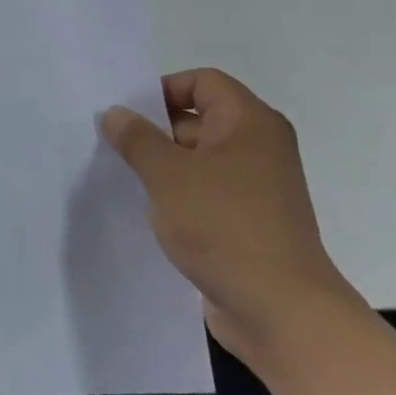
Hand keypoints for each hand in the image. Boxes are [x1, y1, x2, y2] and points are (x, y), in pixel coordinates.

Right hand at [102, 69, 360, 368]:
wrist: (281, 312)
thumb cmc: (225, 227)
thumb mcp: (168, 175)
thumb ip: (137, 138)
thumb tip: (116, 113)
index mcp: (249, 123)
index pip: (202, 82)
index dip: (162, 90)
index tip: (126, 114)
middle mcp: (258, 147)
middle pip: (198, 119)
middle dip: (155, 130)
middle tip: (114, 145)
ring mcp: (256, 187)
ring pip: (199, 159)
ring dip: (163, 166)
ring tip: (124, 179)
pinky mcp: (249, 221)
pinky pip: (206, 192)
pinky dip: (179, 195)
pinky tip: (149, 211)